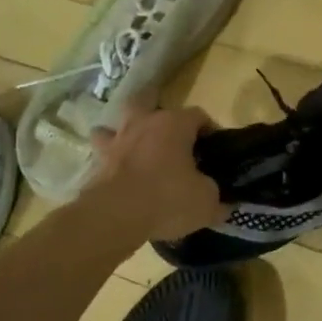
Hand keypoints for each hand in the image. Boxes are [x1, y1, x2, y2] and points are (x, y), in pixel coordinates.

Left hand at [86, 107, 229, 241]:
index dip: (210, 130)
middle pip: (153, 104)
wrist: (114, 216)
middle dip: (163, 119)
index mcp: (175, 124)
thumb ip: (216, 196)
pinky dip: (110, 157)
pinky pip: (104, 152)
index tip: (215, 149)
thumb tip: (224, 202)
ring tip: (140, 149)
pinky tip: (118, 170)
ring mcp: (117, 139)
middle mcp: (144, 122)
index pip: (199, 115)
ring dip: (130, 132)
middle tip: (174, 142)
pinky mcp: (97, 161)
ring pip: (122, 123)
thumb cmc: (167, 199)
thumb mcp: (206, 202)